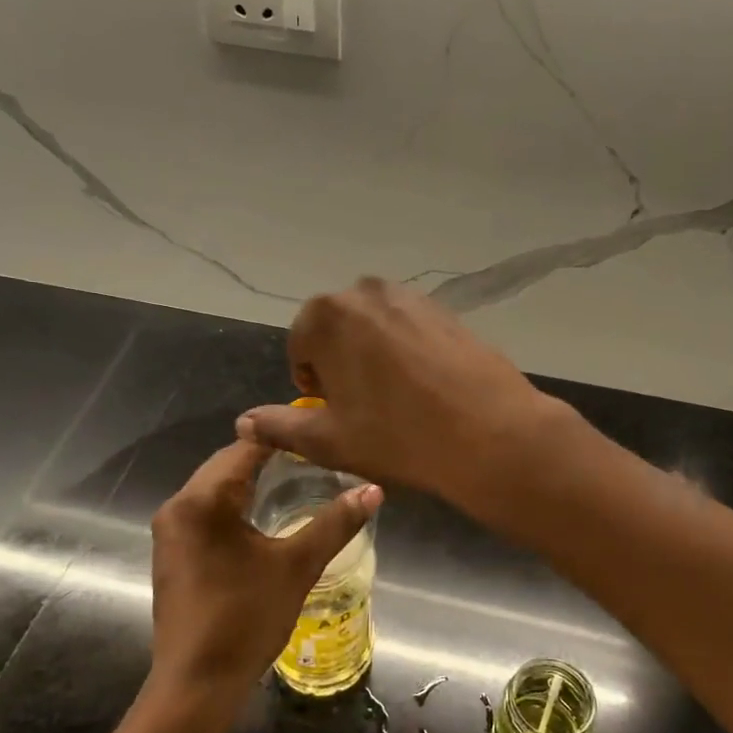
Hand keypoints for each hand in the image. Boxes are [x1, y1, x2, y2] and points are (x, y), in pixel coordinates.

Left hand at [148, 440, 380, 708]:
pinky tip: (263, 516)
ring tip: (296, 480)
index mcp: (202, 500)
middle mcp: (177, 506)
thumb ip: (335, 523)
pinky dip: (234, 505)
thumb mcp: (297, 566)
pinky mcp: (172, 553)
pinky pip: (205, 511)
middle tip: (314, 458)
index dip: (283, 437)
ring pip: (215, 488)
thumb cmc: (245, 618)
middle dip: (268, 458)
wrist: (196, 684)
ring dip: (250, 482)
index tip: (319, 434)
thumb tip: (374, 490)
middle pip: (226, 464)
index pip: (245, 447)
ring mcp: (170, 531)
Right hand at [235, 278, 559, 510]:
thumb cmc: (397, 436)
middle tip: (364, 407)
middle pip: (336, 330)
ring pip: (374, 328)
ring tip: (396, 398)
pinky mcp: (446, 309)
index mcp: (326, 315)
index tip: (335, 412)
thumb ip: (279, 426)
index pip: (300, 346)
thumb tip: (243, 421)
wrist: (489, 433)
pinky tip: (425, 387)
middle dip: (340, 364)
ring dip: (373, 356)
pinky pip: (409, 329)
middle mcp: (365, 292)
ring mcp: (411, 296)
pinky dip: (406, 352)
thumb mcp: (328, 440)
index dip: (312, 383)